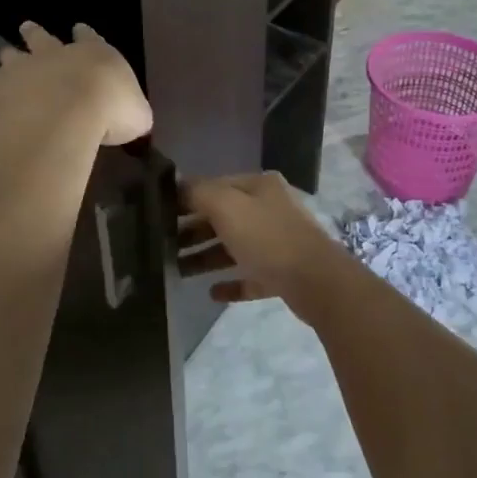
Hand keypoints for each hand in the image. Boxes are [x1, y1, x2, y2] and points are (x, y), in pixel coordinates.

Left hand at [0, 22, 152, 145]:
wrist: (75, 107)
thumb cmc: (112, 109)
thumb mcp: (137, 115)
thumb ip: (134, 114)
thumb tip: (136, 122)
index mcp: (96, 55)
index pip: (91, 40)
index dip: (86, 35)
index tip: (80, 28)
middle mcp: (59, 55)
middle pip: (45, 40)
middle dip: (38, 35)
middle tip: (27, 26)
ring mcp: (27, 68)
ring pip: (14, 56)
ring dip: (10, 52)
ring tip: (3, 47)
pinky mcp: (0, 87)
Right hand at [179, 172, 349, 320]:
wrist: (316, 282)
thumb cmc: (268, 237)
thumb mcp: (227, 207)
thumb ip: (199, 192)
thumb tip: (178, 184)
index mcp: (259, 186)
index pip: (215, 186)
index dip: (187, 198)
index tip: (160, 214)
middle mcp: (270, 208)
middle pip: (223, 217)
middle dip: (193, 231)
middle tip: (163, 247)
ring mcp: (278, 241)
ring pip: (234, 247)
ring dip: (206, 258)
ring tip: (178, 272)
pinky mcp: (283, 273)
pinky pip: (250, 275)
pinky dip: (231, 282)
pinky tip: (212, 293)